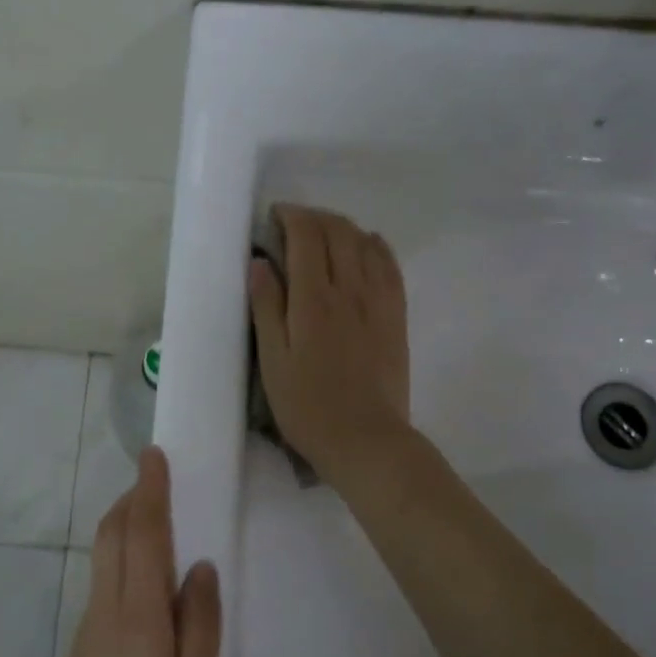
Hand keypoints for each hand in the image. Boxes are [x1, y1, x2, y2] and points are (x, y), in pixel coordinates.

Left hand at [30, 447, 220, 656]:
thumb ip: (200, 631)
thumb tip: (201, 568)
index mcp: (138, 619)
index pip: (143, 536)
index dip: (150, 492)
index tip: (154, 455)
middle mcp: (107, 611)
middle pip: (113, 535)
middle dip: (133, 497)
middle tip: (157, 472)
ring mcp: (90, 628)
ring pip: (105, 554)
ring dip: (126, 520)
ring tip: (156, 507)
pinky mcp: (85, 646)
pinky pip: (105, 577)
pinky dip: (122, 549)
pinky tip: (145, 566)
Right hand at [248, 203, 411, 492]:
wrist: (366, 440)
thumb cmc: (308, 406)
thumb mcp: (273, 361)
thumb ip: (266, 307)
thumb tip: (259, 261)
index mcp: (314, 300)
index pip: (307, 236)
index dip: (291, 216)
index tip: (274, 216)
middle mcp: (350, 290)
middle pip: (338, 231)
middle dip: (314, 217)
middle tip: (294, 224)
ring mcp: (378, 301)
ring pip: (365, 243)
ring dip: (343, 227)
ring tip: (324, 233)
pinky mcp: (396, 315)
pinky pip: (390, 265)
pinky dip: (376, 246)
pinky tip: (367, 245)